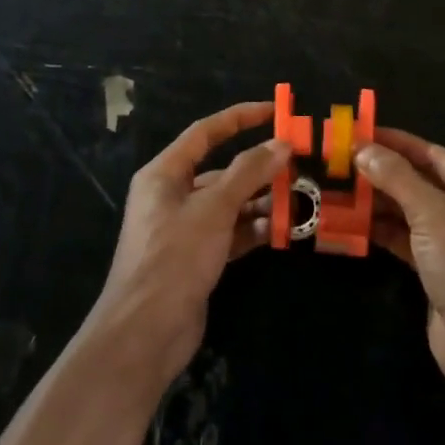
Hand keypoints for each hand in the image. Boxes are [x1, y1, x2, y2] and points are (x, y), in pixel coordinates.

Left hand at [87, 101, 288, 385]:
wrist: (145, 332)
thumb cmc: (174, 257)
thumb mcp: (214, 208)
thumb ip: (249, 173)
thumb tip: (281, 145)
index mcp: (164, 174)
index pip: (205, 133)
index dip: (240, 118)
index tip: (274, 112)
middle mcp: (172, 196)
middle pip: (221, 170)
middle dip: (258, 168)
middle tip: (298, 166)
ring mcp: (184, 229)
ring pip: (229, 203)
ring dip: (260, 201)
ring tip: (299, 200)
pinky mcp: (196, 258)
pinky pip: (230, 232)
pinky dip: (253, 229)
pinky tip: (281, 231)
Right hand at [357, 129, 444, 394]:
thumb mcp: (432, 214)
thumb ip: (397, 178)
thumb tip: (364, 149)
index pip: (434, 154)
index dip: (397, 143)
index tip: (361, 133)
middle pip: (422, 182)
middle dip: (383, 174)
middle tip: (342, 163)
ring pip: (412, 213)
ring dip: (379, 203)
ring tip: (339, 190)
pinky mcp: (441, 271)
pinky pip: (409, 240)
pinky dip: (384, 231)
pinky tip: (353, 224)